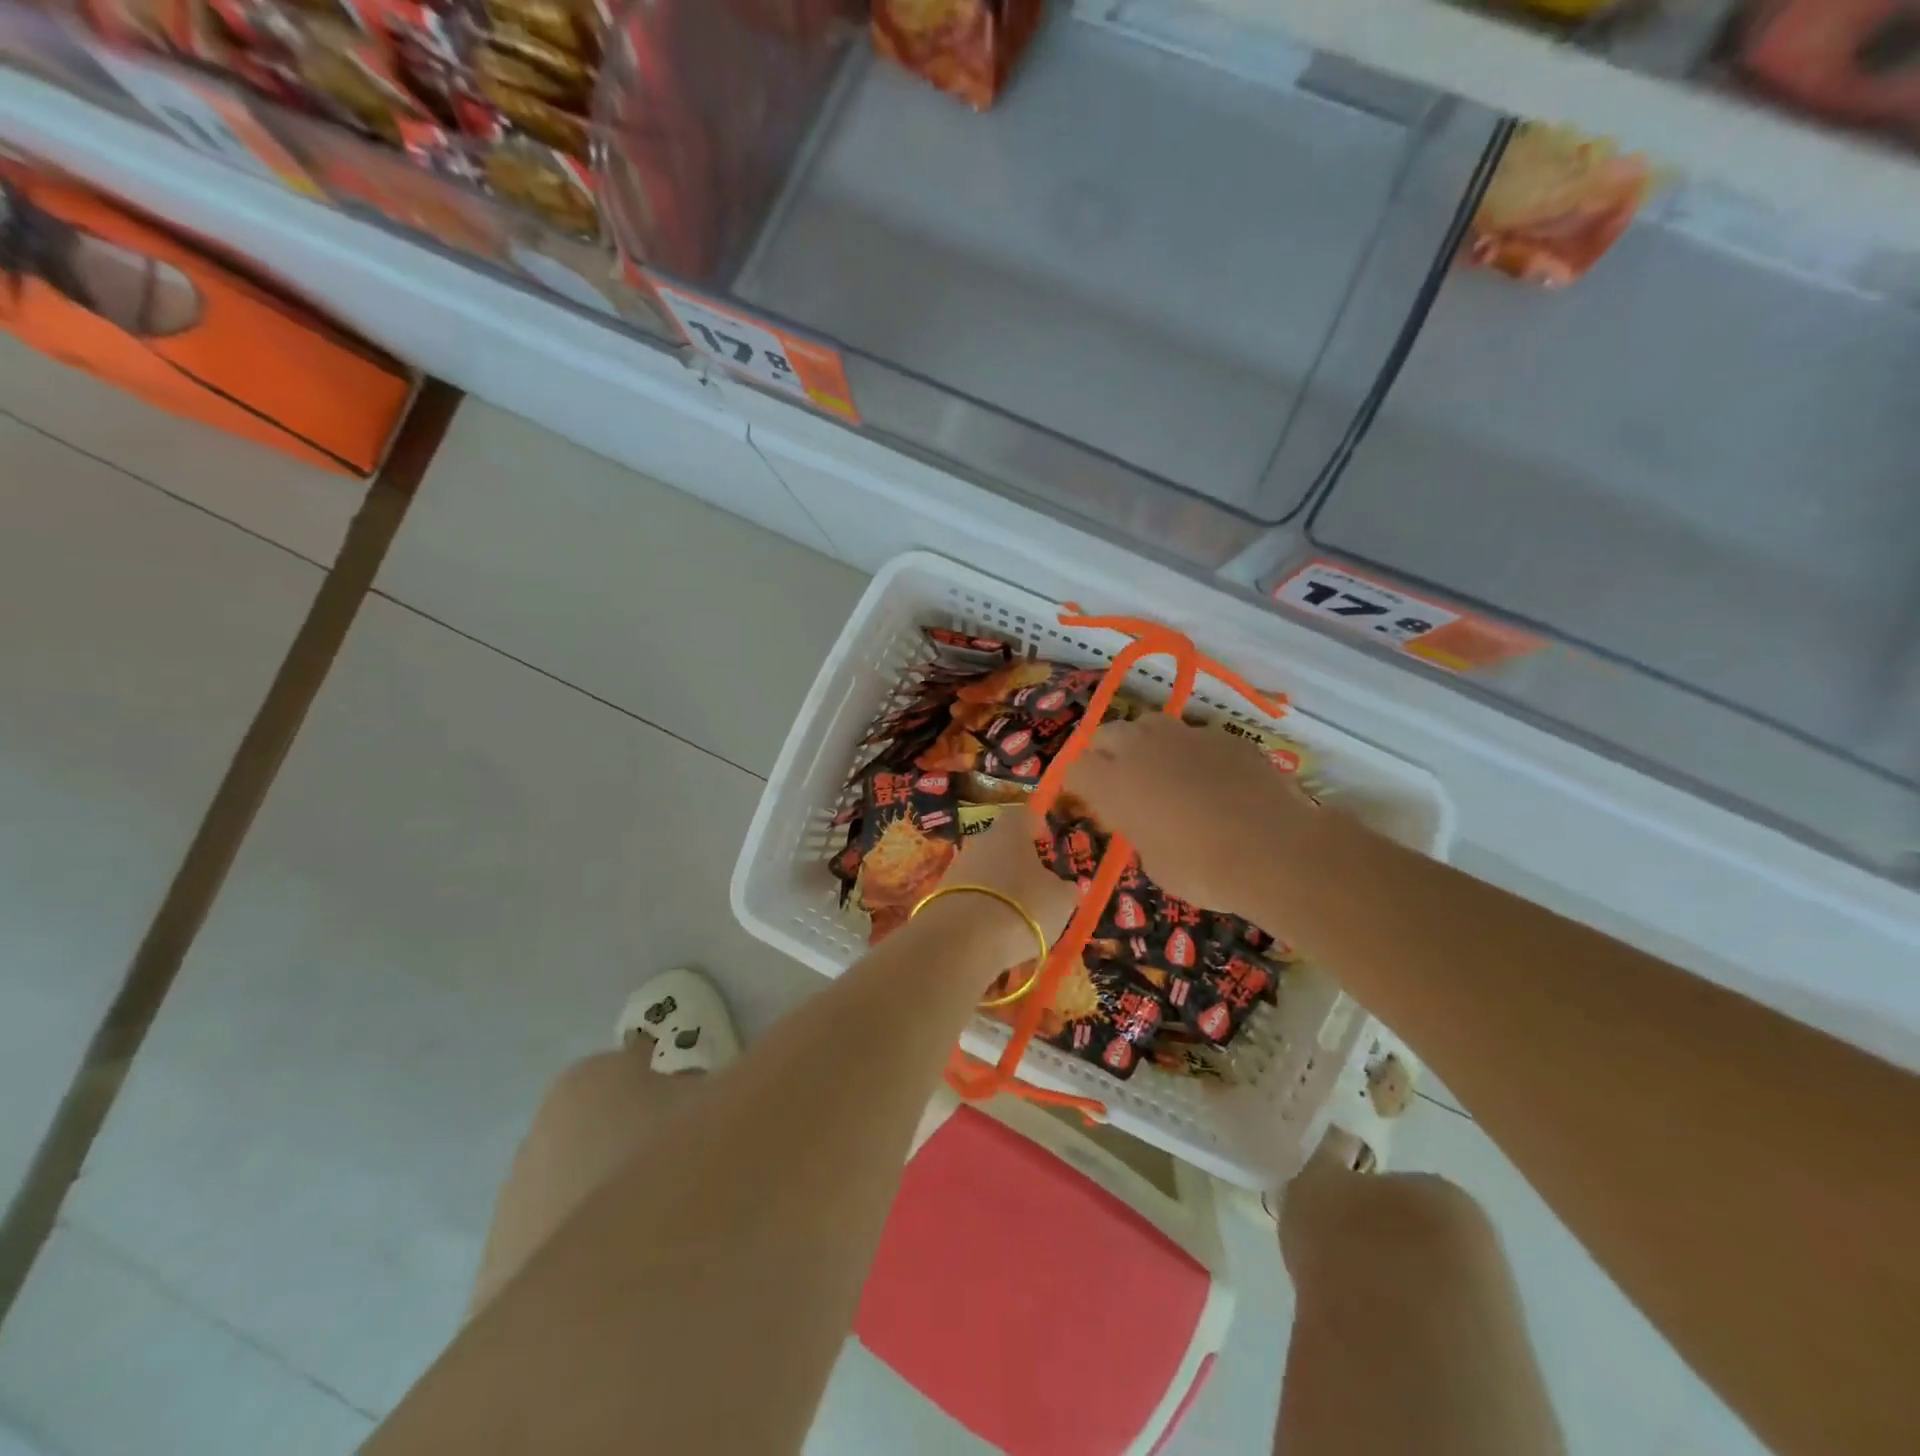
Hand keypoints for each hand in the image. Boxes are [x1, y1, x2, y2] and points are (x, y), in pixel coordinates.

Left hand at [925, 807, 1078, 971]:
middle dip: (1018, 863)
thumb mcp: (1061, 900)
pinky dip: (984, 910)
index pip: (1024, 816)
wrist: (964, 939)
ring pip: (985, 872)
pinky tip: (995, 933)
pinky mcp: (941, 896)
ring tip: (1019, 916)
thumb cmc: (1024, 906)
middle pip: (1001, 845)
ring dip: (1000, 888)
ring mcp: (956, 868)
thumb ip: (1064, 889)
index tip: (1046, 841)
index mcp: (1010, 830)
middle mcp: (980, 841)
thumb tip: (1064, 886)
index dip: (1037, 827)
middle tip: (1037, 885)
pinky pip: (971, 898)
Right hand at [1065, 714, 1315, 922]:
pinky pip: (1195, 736)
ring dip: (1145, 743)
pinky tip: (1210, 778)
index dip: (1074, 782)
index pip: (1074, 768)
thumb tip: (1143, 822)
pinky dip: (1191, 752)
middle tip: (1116, 779)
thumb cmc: (1202, 870)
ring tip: (1160, 769)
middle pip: (1106, 734)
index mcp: (1113, 783)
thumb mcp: (1153, 862)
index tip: (1082, 798)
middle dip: (1104, 753)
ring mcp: (1185, 736)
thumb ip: (1137, 832)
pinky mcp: (1225, 737)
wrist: (1273, 852)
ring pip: (1150, 724)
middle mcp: (1141, 749)